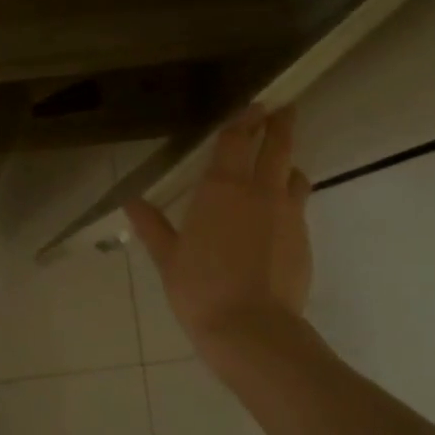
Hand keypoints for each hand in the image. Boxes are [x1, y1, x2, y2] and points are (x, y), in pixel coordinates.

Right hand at [124, 106, 311, 362]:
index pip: (236, 139)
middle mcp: (259, 191)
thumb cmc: (200, 289)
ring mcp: (288, 214)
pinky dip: (290, 200)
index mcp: (221, 188)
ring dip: (288, 164)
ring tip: (280, 166)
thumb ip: (152, 226)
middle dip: (280, 124)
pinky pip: (299, 206)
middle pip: (277, 146)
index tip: (254, 105)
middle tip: (284, 109)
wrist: (252, 329)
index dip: (244, 119)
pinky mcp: (304, 239)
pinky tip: (278, 217)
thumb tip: (131, 201)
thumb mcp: (168, 258)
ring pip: (295, 174)